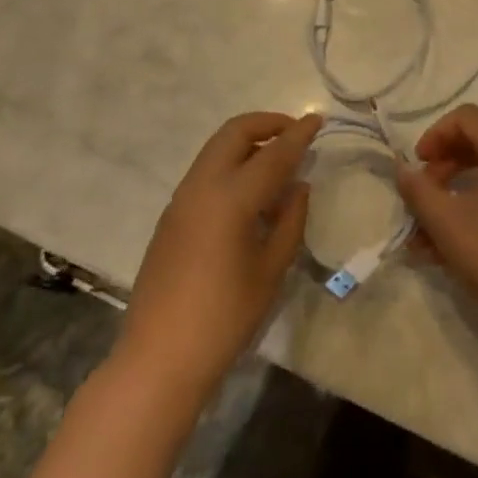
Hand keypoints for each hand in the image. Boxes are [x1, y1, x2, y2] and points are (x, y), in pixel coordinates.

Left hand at [117, 111, 319, 399]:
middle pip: (235, 133)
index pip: (273, 153)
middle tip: (295, 135)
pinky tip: (249, 194)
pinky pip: (205, 171)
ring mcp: (181, 198)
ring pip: (216, 148)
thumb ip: (289, 221)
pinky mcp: (171, 215)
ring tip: (276, 163)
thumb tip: (298, 186)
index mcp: (231, 197)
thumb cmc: (224, 318)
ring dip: (247, 143)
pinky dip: (231, 164)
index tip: (318, 119)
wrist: (159, 357)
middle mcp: (202, 185)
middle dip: (267, 124)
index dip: (298, 134)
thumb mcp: (270, 270)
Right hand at [397, 105, 477, 358]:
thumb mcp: (446, 223)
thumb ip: (417, 190)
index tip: (417, 166)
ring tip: (429, 233)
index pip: (468, 117)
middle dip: (445, 166)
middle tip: (423, 196)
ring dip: (458, 194)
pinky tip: (456, 247)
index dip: (435, 135)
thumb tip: (402, 169)